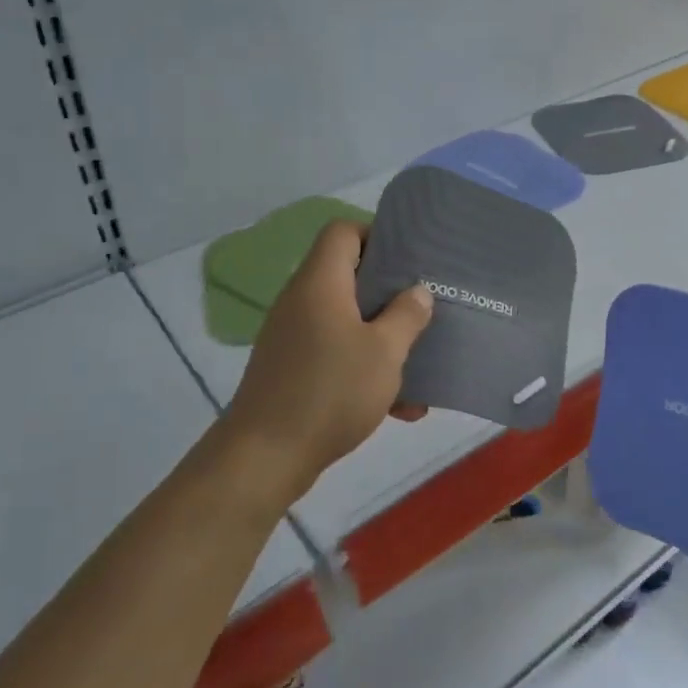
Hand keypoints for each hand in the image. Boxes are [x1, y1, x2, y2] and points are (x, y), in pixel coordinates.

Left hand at [222, 221, 433, 498]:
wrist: (264, 456)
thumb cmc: (330, 391)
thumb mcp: (384, 352)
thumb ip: (407, 315)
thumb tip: (417, 291)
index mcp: (320, 283)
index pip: (342, 231)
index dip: (376, 234)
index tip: (409, 259)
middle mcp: (302, 300)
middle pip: (347, 275)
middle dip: (389, 292)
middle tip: (422, 306)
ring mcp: (293, 336)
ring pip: (346, 320)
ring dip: (382, 339)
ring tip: (417, 363)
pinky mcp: (291, 368)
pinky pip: (335, 354)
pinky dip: (363, 368)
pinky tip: (398, 406)